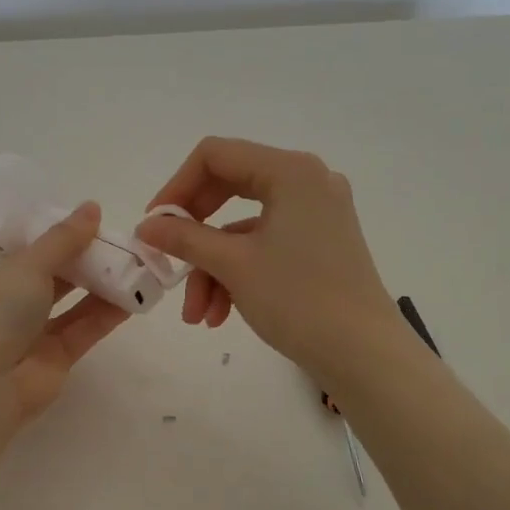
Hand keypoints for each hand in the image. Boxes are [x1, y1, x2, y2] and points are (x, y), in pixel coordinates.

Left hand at [0, 203, 129, 441]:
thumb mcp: (25, 267)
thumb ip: (61, 240)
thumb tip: (92, 208)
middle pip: (28, 274)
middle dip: (57, 254)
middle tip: (88, 231)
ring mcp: (27, 335)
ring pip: (63, 301)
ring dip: (91, 280)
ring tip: (123, 256)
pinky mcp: (55, 358)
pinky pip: (84, 328)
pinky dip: (107, 312)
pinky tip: (134, 293)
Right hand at [137, 138, 400, 385]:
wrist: (363, 354)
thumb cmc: (298, 299)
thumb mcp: (233, 265)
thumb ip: (184, 238)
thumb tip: (146, 227)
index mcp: (290, 171)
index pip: (215, 155)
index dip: (176, 187)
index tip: (153, 226)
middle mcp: (307, 181)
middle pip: (228, 189)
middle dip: (193, 236)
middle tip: (167, 261)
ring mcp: (317, 213)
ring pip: (243, 228)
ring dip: (212, 268)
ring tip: (197, 315)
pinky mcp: (320, 242)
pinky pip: (265, 245)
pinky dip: (238, 274)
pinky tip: (220, 315)